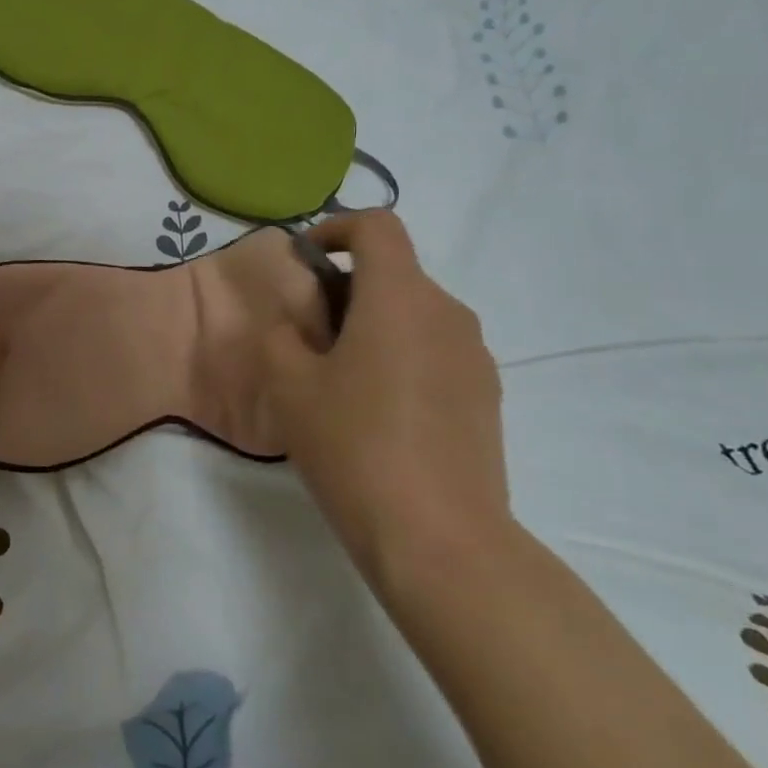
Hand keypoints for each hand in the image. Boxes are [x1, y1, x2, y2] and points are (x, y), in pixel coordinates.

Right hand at [260, 210, 508, 592]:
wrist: (440, 541)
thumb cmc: (355, 447)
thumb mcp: (290, 387)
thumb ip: (281, 336)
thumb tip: (295, 324)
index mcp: (400, 298)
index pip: (377, 226)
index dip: (336, 227)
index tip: (306, 261)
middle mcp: (447, 313)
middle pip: (395, 271)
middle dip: (346, 287)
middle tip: (309, 334)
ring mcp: (475, 356)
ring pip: (416, 313)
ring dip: (375, 323)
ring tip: (341, 378)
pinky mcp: (486, 396)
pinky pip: (436, 350)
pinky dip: (403, 355)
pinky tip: (380, 411)